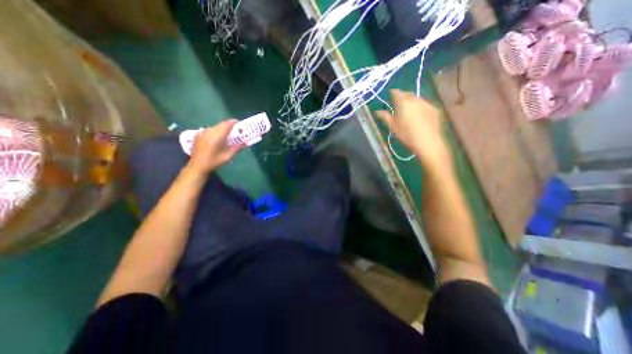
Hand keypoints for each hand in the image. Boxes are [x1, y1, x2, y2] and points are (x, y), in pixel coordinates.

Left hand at [186, 120, 240, 175]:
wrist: (197, 166)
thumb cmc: (214, 162)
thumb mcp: (228, 156)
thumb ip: (237, 147)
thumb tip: (246, 142)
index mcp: (217, 136)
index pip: (227, 124)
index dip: (234, 122)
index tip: (241, 124)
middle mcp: (209, 131)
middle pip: (221, 124)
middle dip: (230, 125)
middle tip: (237, 130)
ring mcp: (203, 132)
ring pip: (216, 126)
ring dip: (223, 128)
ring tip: (229, 134)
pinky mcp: (199, 135)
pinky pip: (210, 130)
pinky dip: (217, 131)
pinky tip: (218, 138)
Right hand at [375, 90, 449, 166]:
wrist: (427, 141)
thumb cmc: (406, 134)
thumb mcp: (392, 126)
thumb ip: (384, 116)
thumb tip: (377, 111)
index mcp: (403, 102)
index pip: (396, 92)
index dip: (392, 93)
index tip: (390, 96)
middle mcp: (415, 99)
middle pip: (407, 93)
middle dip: (402, 97)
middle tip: (398, 104)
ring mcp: (426, 103)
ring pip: (416, 98)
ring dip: (411, 102)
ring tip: (409, 110)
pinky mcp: (434, 109)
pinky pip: (424, 104)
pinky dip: (420, 107)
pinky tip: (419, 116)